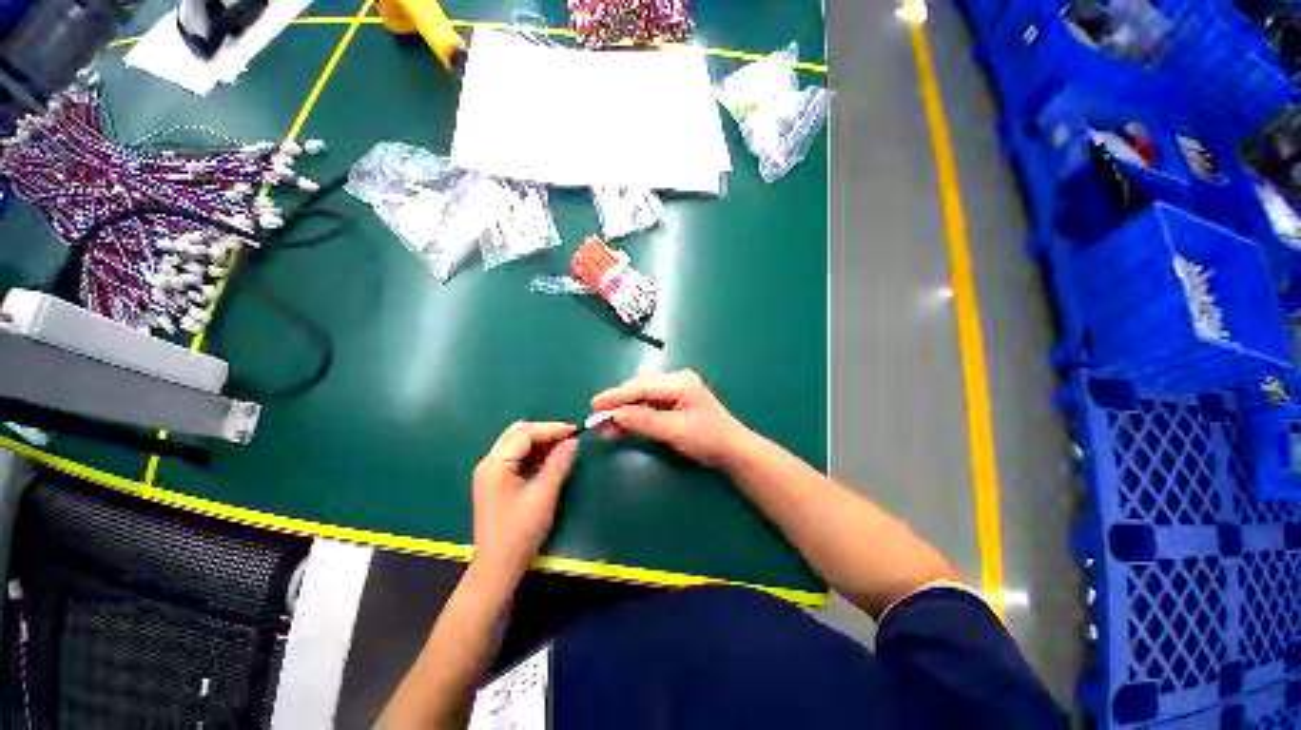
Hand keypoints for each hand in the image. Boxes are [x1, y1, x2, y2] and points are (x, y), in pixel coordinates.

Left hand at [471, 421, 577, 580]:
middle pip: (517, 433)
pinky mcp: (494, 482)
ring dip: (539, 441)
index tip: (576, 431)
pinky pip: (515, 457)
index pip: (526, 434)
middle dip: (544, 431)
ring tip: (562, 446)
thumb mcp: (544, 494)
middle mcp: (488, 463)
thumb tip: (573, 441)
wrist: (497, 567)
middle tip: (568, 437)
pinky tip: (548, 459)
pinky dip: (532, 453)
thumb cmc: (520, 531)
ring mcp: (489, 472)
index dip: (552, 429)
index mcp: (496, 464)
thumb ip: (559, 463)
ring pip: (516, 443)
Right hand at [591, 370, 747, 465]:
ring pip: (640, 401)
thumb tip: (614, 415)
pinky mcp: (670, 408)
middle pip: (639, 391)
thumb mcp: (675, 430)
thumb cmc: (708, 438)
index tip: (595, 404)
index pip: (642, 386)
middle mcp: (674, 383)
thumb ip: (644, 421)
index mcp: (679, 382)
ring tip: (601, 427)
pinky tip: (617, 429)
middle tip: (595, 417)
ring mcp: (672, 395)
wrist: (732, 451)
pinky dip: (633, 420)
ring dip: (622, 414)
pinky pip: (647, 411)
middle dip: (617, 405)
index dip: (617, 396)